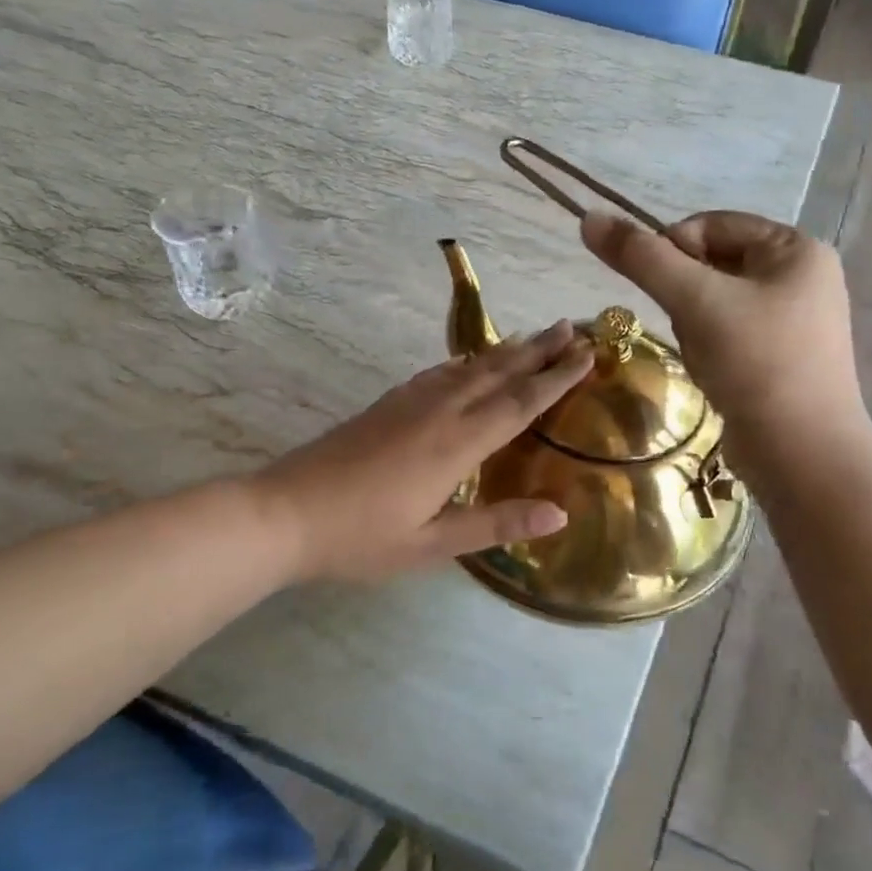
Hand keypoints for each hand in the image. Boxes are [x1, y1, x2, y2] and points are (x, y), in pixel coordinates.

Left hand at [255, 322, 593, 581]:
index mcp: (456, 445)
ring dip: (506, 349)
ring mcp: (409, 403)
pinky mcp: (386, 404)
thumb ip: (495, 524)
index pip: (520, 403)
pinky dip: (464, 361)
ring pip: (468, 366)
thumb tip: (560, 515)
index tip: (588, 354)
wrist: (284, 513)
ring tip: (533, 335)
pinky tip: (467, 360)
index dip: (556, 378)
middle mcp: (438, 412)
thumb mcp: (432, 545)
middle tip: (574, 325)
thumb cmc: (360, 537)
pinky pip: (437, 373)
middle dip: (539, 349)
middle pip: (498, 372)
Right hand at [581, 210, 870, 472]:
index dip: (672, 250)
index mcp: (796, 249)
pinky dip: (712, 349)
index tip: (660, 292)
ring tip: (708, 359)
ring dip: (695, 326)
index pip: (712, 225)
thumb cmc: (755, 363)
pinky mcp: (783, 357)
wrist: (801, 454)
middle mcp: (802, 277)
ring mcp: (796, 320)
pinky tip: (716, 375)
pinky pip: (730, 335)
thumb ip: (641, 258)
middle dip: (686, 297)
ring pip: (716, 303)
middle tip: (689, 329)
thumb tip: (589, 218)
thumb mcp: (695, 301)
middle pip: (713, 264)